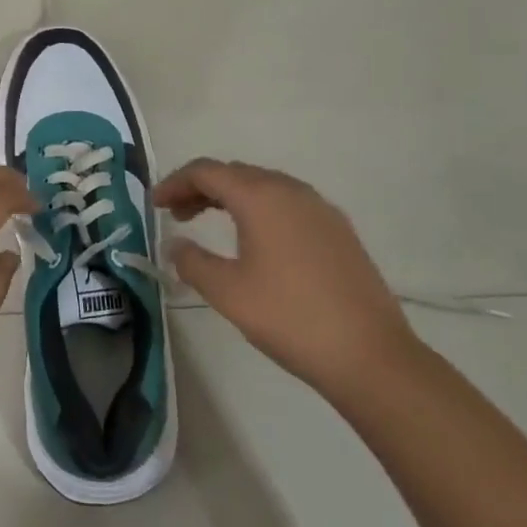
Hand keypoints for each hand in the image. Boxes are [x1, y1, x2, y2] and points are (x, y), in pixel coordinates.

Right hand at [156, 159, 419, 403]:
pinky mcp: (338, 229)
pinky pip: (287, 203)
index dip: (175, 182)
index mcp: (259, 196)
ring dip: (231, 197)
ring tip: (212, 225)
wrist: (370, 355)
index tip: (155, 204)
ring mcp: (319, 207)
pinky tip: (257, 240)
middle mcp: (290, 189)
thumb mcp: (228, 293)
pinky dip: (260, 209)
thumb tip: (176, 244)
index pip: (206, 171)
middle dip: (201, 188)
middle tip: (178, 215)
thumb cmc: (290, 318)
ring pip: (263, 185)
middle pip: (235, 173)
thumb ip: (193, 262)